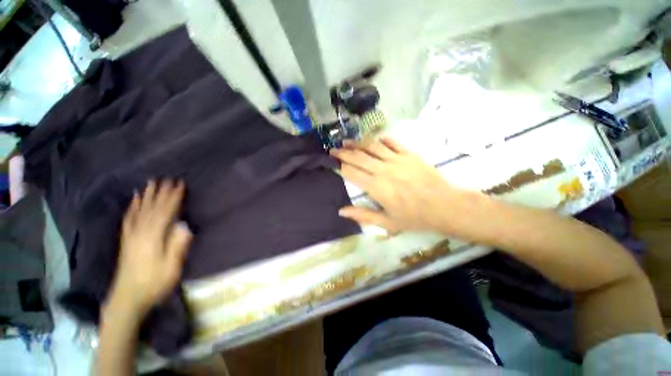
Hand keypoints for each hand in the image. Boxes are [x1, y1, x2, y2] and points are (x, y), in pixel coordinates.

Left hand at [106, 180, 192, 317]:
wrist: (126, 300)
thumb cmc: (153, 284)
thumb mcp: (171, 268)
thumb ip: (177, 246)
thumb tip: (185, 225)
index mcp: (152, 238)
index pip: (165, 213)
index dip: (173, 198)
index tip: (180, 185)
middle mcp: (139, 233)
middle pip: (151, 208)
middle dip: (161, 193)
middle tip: (167, 179)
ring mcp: (130, 236)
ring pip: (139, 211)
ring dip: (146, 196)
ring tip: (151, 183)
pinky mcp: (126, 241)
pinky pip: (129, 219)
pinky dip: (132, 207)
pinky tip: (134, 200)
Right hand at [331, 137, 468, 233]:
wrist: (445, 206)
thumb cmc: (414, 217)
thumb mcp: (387, 222)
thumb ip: (362, 215)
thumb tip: (341, 211)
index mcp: (376, 187)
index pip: (351, 172)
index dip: (340, 166)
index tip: (332, 163)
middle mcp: (383, 170)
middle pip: (358, 157)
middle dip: (343, 153)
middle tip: (333, 149)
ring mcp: (397, 159)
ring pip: (372, 147)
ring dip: (357, 143)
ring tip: (347, 142)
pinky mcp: (409, 154)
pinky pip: (392, 142)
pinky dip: (381, 140)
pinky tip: (375, 140)